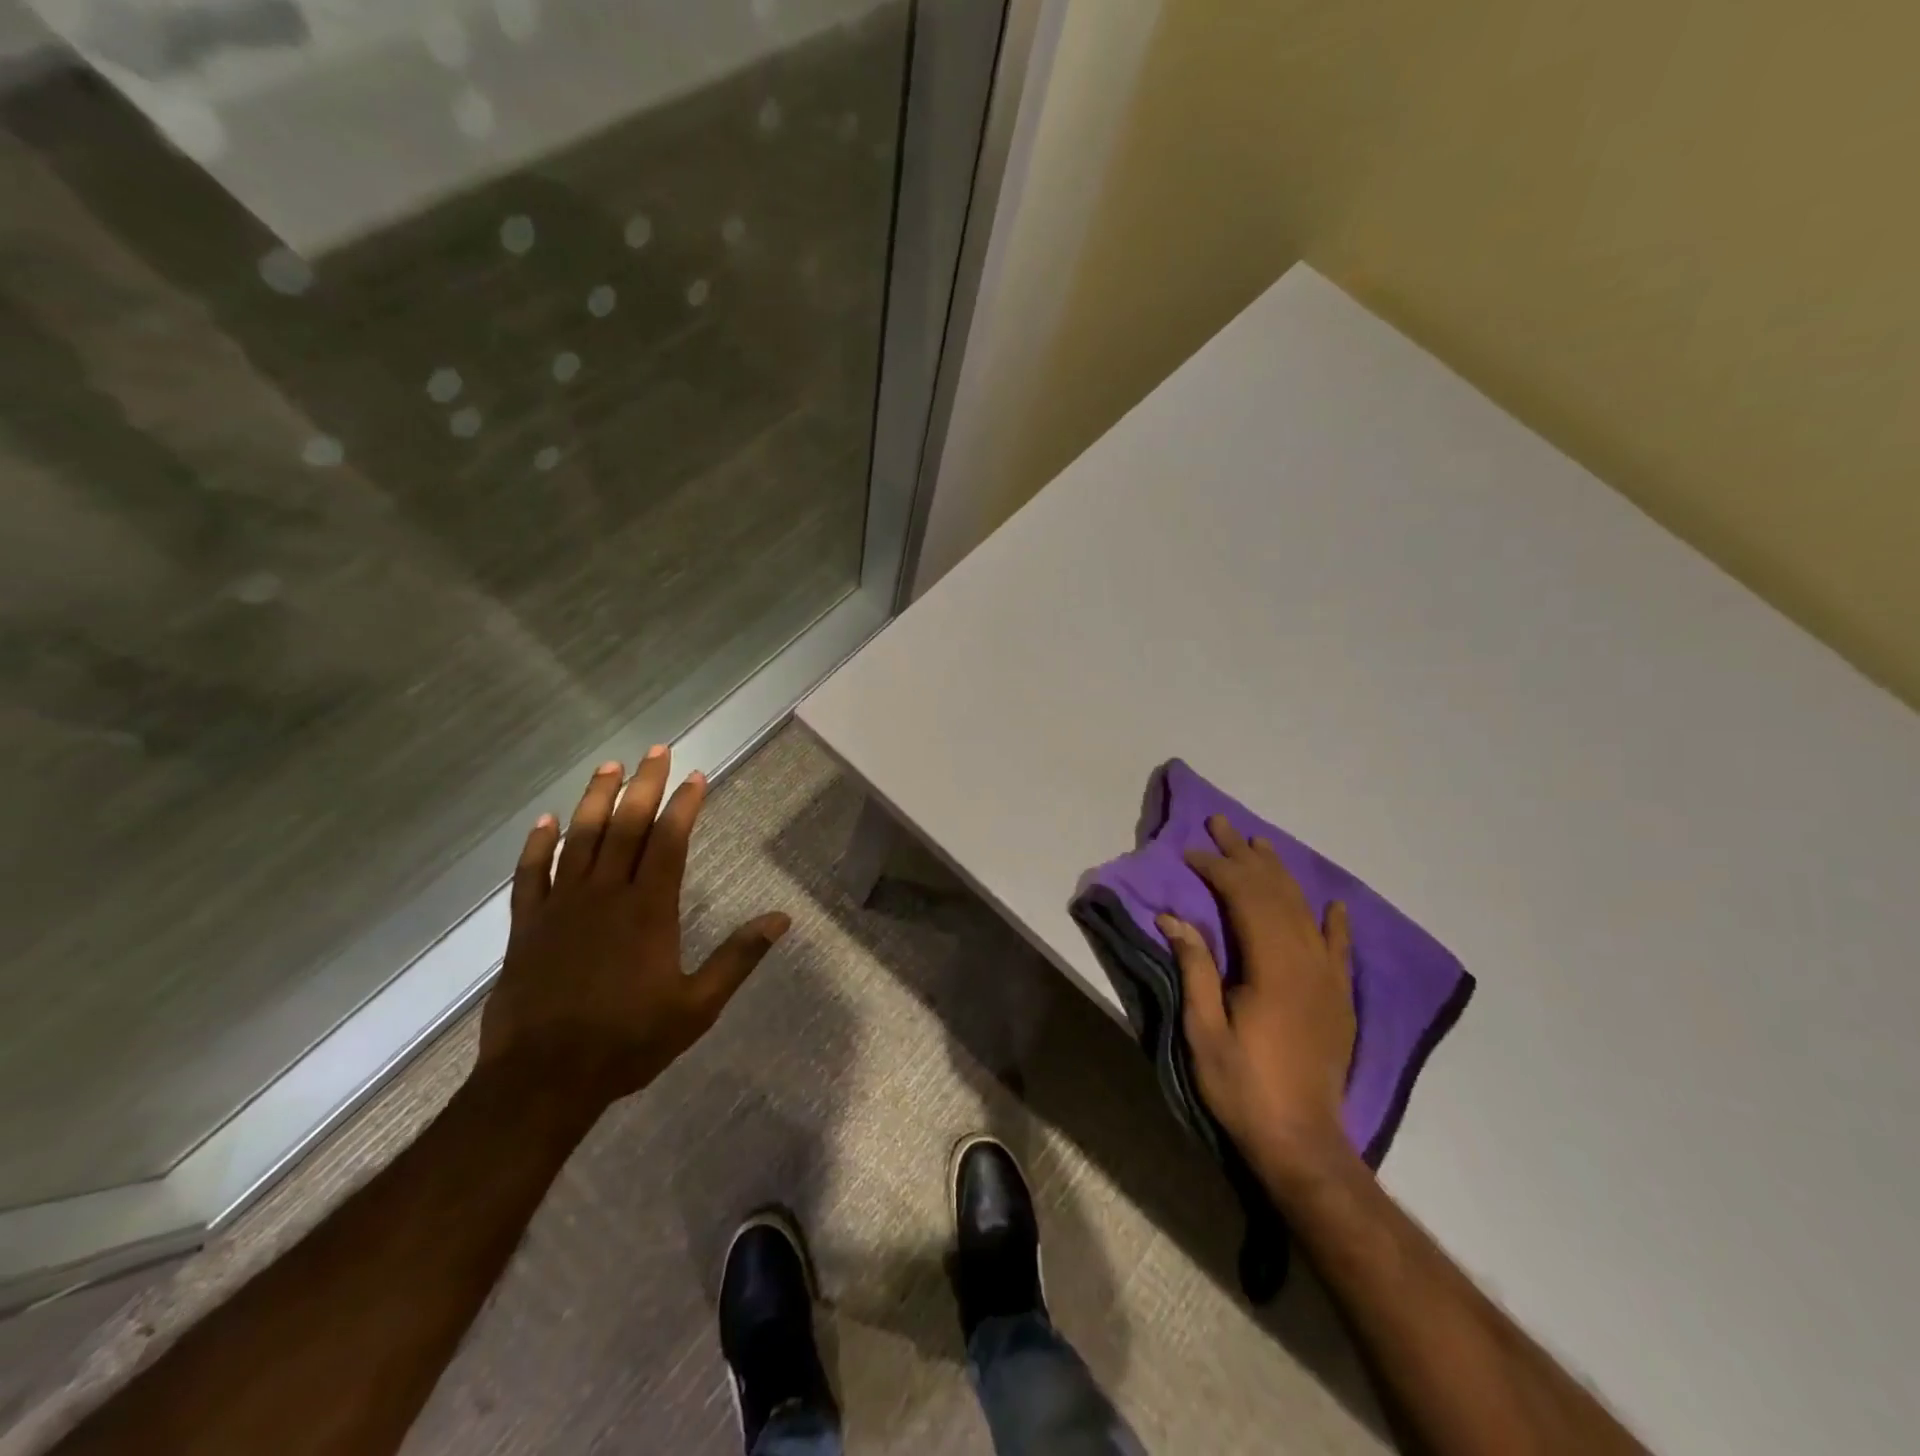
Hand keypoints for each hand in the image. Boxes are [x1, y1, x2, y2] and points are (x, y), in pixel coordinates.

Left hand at [477, 747, 789, 1105]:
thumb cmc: (627, 1042)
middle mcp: (605, 896)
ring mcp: (561, 907)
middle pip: (625, 827)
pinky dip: (537, 845)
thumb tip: (782, 919)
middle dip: (644, 785)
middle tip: (656, 751)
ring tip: (610, 766)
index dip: (683, 805)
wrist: (542, 1081)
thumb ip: (739, 958)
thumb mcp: (698, 1007)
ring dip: (595, 799)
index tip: (695, 777)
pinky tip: (545, 821)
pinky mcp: (527, 926)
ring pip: (579, 839)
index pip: (669, 842)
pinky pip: (531, 874)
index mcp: (648, 911)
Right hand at [1160, 814, 1356, 1185]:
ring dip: (1280, 874)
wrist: (1303, 1143)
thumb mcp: (1204, 1029)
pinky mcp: (1340, 1000)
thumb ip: (1195, 968)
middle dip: (1245, 856)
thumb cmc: (1243, 1086)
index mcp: (1272, 967)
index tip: (1190, 852)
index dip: (1217, 869)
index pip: (1245, 898)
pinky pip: (1340, 949)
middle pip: (1276, 894)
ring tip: (1259, 844)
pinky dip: (1335, 923)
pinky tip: (1333, 904)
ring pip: (1305, 911)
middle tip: (1221, 824)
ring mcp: (1329, 980)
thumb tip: (1173, 917)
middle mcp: (1306, 962)